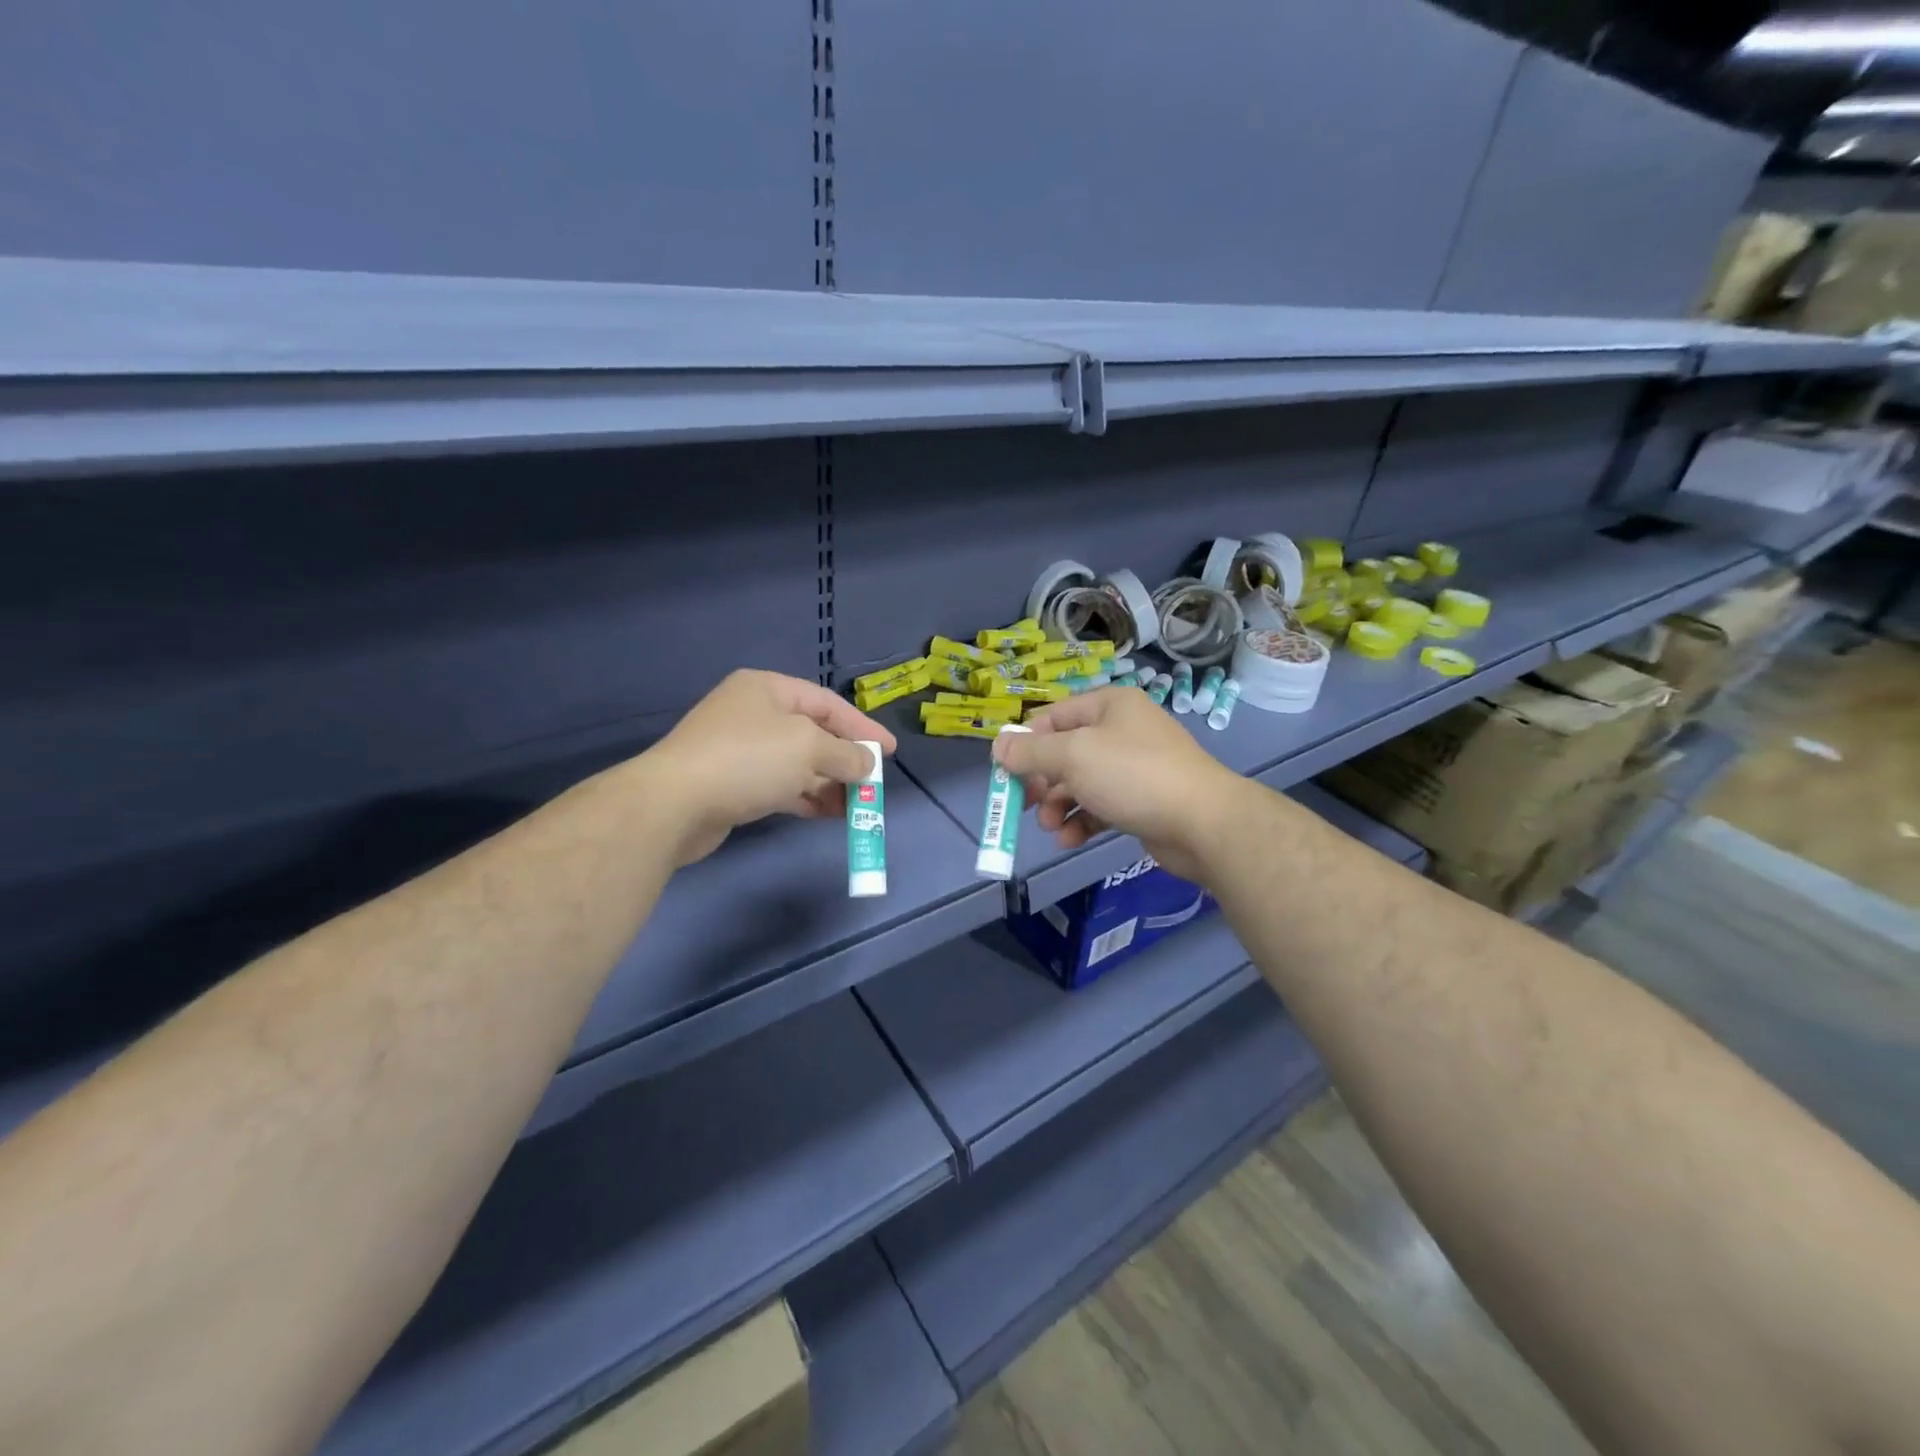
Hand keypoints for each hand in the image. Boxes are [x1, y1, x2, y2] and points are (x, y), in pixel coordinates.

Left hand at [642, 670, 895, 866]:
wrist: (674, 804)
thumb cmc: (748, 760)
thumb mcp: (808, 748)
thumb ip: (845, 754)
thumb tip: (865, 764)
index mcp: (768, 690)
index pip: (828, 704)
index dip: (863, 727)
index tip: (890, 752)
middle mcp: (753, 713)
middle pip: (813, 734)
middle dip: (845, 760)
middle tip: (872, 783)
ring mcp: (739, 749)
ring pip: (797, 763)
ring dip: (828, 783)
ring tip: (856, 806)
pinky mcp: (732, 783)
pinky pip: (780, 785)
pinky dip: (805, 796)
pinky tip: (827, 814)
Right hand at [993, 686, 1240, 882]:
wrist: (1203, 822)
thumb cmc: (1133, 775)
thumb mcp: (1073, 756)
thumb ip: (1031, 752)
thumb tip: (998, 745)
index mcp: (1108, 705)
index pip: (1053, 716)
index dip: (1026, 743)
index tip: (1006, 772)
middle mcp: (1121, 730)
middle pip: (1064, 752)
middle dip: (1042, 781)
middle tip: (1026, 805)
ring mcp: (1134, 767)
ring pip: (1080, 782)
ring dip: (1059, 806)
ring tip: (1051, 828)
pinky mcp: (1141, 801)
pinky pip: (1101, 806)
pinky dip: (1082, 821)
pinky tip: (1070, 840)